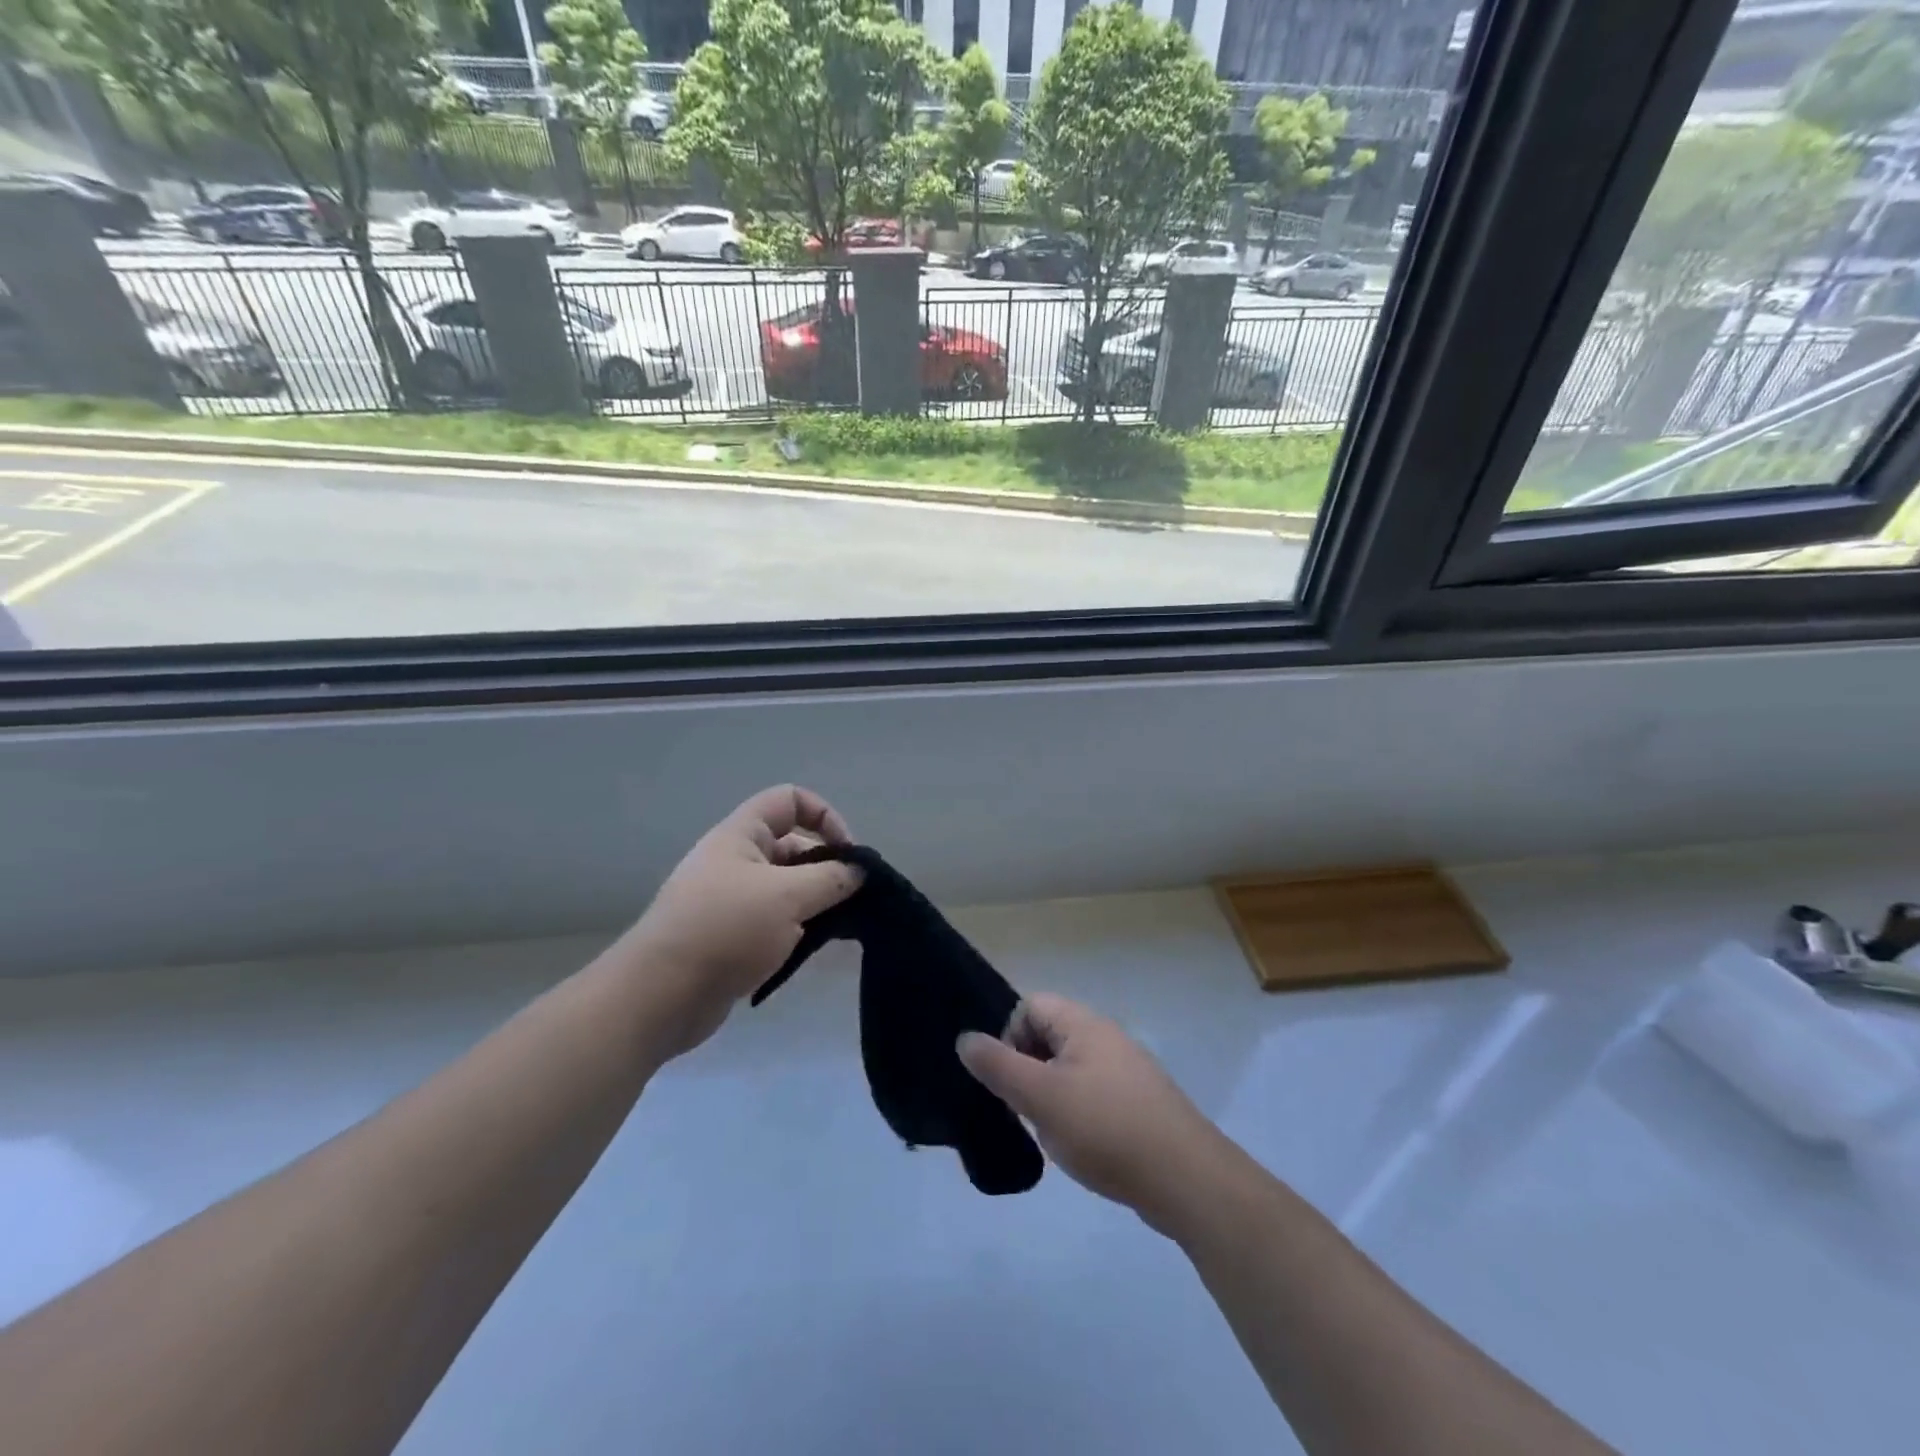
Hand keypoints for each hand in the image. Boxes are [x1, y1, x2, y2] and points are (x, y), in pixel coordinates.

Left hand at [617, 785, 862, 1060]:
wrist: (659, 997)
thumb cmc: (725, 930)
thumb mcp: (787, 897)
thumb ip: (831, 879)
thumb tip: (859, 871)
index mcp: (741, 835)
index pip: (790, 800)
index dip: (824, 817)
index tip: (847, 854)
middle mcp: (735, 860)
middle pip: (793, 845)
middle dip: (826, 867)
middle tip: (852, 898)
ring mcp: (731, 900)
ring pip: (786, 887)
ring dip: (815, 902)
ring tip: (838, 927)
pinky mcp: (731, 936)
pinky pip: (774, 919)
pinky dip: (797, 928)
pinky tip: (813, 949)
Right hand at [957, 993, 1235, 1233]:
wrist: (1186, 1179)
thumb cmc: (1106, 1129)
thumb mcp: (1041, 1097)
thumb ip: (999, 1066)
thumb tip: (965, 1039)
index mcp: (1083, 1024)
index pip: (1029, 1007)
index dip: (1010, 1039)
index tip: (1010, 1082)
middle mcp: (1105, 1036)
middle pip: (1048, 1037)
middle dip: (1028, 1072)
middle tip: (1027, 1112)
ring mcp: (1125, 1070)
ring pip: (1068, 1069)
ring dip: (1050, 1097)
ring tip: (1053, 1135)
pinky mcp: (1138, 1102)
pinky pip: (1092, 1094)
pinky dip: (1077, 1114)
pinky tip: (1081, 1147)